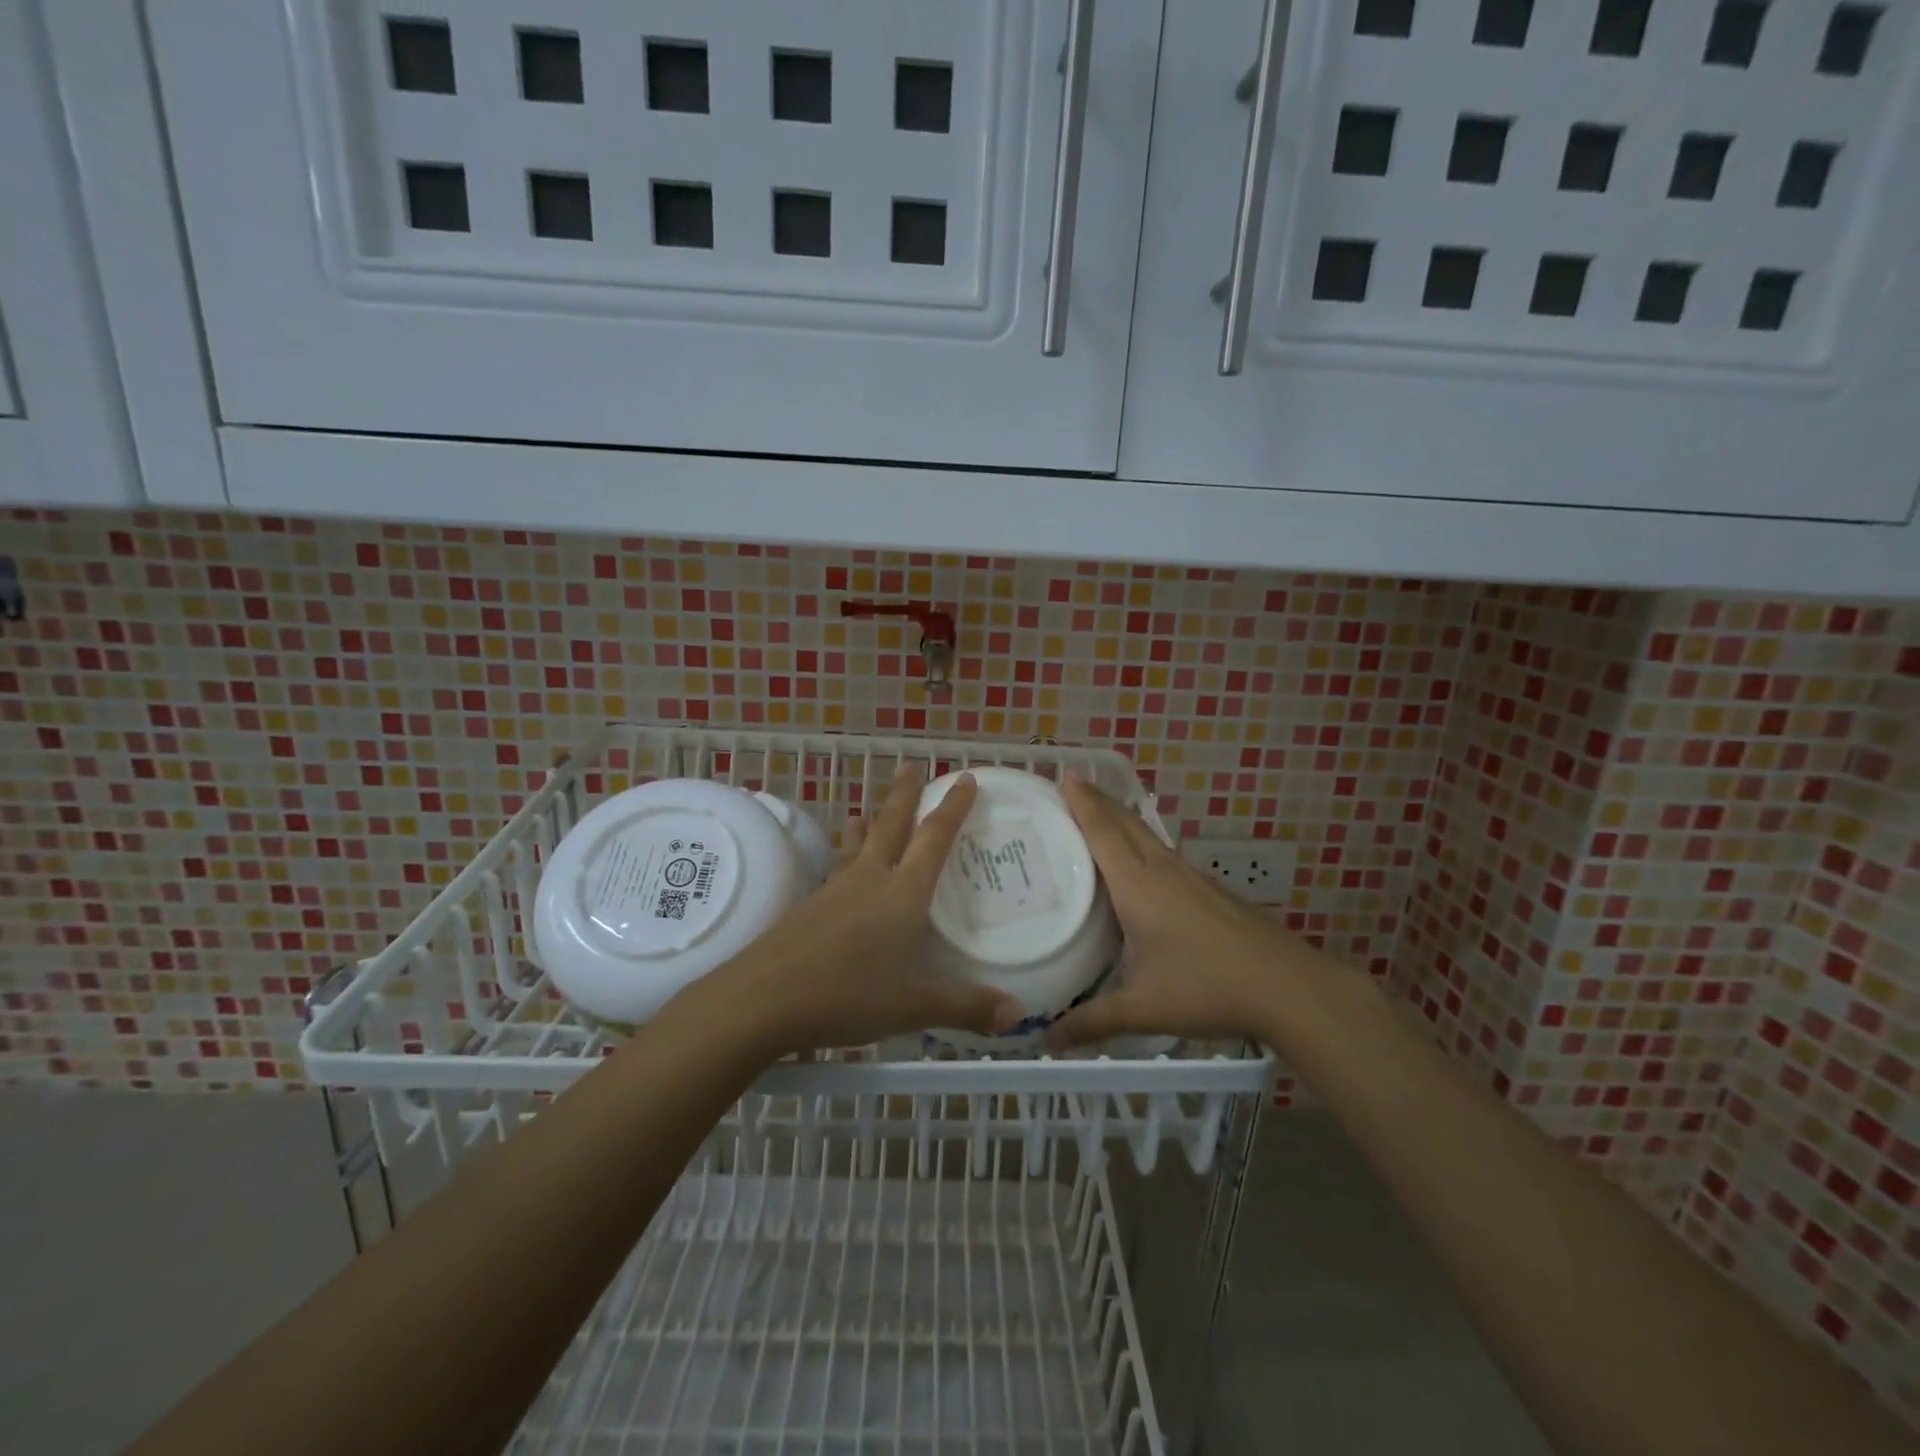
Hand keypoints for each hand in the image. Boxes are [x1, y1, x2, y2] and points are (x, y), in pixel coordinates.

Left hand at [702, 765, 1021, 1055]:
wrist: (763, 998)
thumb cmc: (848, 993)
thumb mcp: (915, 1006)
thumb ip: (966, 1007)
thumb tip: (1017, 1014)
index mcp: (903, 892)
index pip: (934, 837)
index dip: (953, 807)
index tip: (964, 778)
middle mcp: (870, 879)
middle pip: (891, 825)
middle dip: (905, 795)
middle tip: (912, 766)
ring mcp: (835, 890)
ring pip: (858, 844)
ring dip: (869, 822)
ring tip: (867, 809)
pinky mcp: (809, 908)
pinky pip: (838, 869)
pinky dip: (847, 856)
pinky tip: (843, 869)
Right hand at [1044, 777, 1297, 1049]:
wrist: (1286, 985)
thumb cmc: (1207, 988)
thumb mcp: (1143, 1008)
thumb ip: (1093, 1022)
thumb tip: (1046, 1042)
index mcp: (1138, 886)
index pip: (1103, 832)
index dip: (1083, 802)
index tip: (1065, 774)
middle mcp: (1162, 870)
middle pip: (1125, 823)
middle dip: (1098, 800)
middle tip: (1072, 784)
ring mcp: (1190, 876)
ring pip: (1146, 835)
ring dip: (1121, 817)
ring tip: (1099, 812)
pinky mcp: (1208, 888)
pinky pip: (1163, 851)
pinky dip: (1141, 840)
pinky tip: (1142, 859)